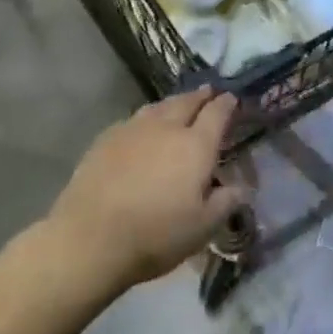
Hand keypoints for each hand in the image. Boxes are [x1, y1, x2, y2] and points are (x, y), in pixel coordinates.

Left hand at [31, 87, 246, 304]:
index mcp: (196, 145)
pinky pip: (134, 119)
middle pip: (188, 101)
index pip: (218, 112)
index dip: (228, 103)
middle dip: (202, 95)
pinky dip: (146, 119)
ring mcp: (134, 129)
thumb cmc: (155, 235)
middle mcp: (168, 127)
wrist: (89, 240)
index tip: (232, 99)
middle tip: (209, 93)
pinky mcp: (106, 139)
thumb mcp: (202, 228)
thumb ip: (226, 203)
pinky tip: (143, 129)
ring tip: (179, 105)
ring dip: (174, 103)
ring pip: (160, 106)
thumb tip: (243, 187)